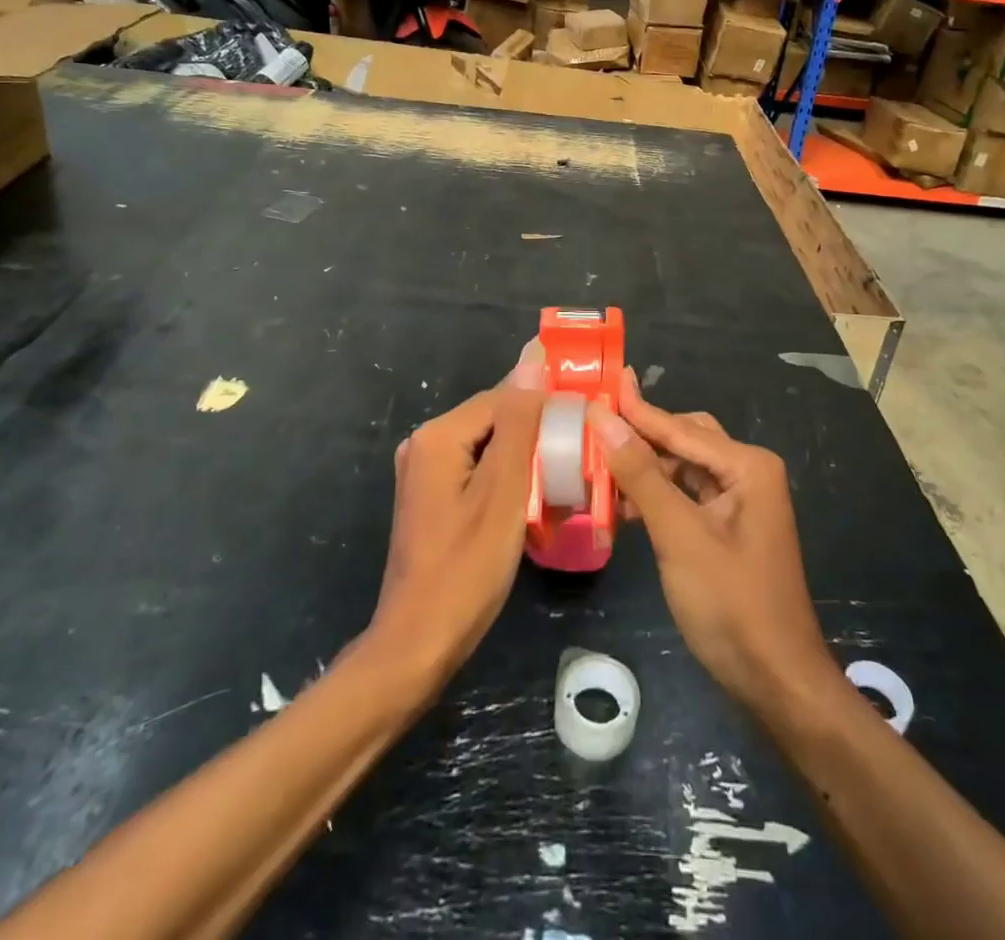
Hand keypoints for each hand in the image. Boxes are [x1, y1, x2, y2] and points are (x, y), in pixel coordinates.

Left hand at [368, 342, 546, 696]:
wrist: (419, 645)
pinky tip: (534, 496)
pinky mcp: (433, 497)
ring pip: (489, 446)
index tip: (586, 421)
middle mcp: (425, 444)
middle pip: (494, 419)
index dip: (545, 405)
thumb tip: (532, 358)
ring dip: (525, 456)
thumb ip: (519, 423)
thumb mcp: (503, 493)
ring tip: (565, 473)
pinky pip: (478, 469)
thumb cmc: (466, 569)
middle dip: (536, 432)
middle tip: (580, 452)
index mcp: (438, 436)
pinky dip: (507, 477)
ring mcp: (425, 473)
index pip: (503, 397)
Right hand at [590, 372, 836, 716]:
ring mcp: (740, 501)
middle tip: (592, 426)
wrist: (776, 681)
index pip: (679, 428)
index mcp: (747, 465)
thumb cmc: (731, 604)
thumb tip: (603, 419)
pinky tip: (623, 505)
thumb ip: (641, 475)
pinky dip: (657, 496)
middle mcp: (747, 472)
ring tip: (597, 467)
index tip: (600, 383)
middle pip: (684, 440)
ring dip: (645, 469)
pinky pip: (686, 496)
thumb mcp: (679, 535)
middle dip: (640, 436)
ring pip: (683, 468)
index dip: (636, 409)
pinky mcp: (729, 528)